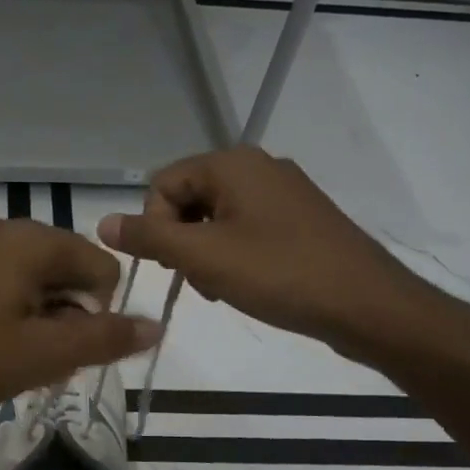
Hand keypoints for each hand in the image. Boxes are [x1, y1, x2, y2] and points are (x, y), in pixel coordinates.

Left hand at [0, 217, 160, 444]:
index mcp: (30, 240)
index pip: (101, 267)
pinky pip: (1, 285)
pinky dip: (10, 317)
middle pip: (67, 272)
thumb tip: (155, 325)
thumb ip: (104, 339)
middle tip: (39, 364)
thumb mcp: (41, 356)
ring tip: (12, 363)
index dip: (98, 315)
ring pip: (34, 283)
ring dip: (39, 323)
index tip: (66, 354)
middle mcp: (3, 229)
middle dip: (67, 319)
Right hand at [98, 146, 462, 367]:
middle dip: (180, 240)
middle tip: (196, 280)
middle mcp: (257, 166)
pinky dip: (234, 254)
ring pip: (216, 217)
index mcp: (232, 164)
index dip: (154, 226)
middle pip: (189, 198)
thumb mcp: (204, 257)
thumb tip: (102, 222)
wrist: (368, 305)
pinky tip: (246, 284)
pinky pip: (246, 228)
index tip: (171, 266)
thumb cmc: (280, 275)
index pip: (162, 184)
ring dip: (205, 252)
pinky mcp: (300, 219)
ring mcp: (283, 192)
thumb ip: (149, 237)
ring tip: (220, 287)